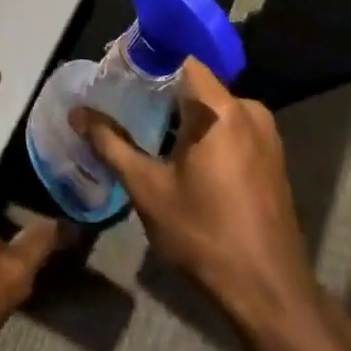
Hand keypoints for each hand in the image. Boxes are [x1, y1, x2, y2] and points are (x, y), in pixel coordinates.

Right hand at [72, 59, 321, 337]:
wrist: (268, 291)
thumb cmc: (203, 234)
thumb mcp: (148, 189)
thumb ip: (111, 145)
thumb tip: (77, 114)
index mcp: (219, 110)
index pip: (183, 59)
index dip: (150, 60)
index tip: (120, 71)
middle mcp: (248, 110)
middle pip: (198, 84)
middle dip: (161, 91)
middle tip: (124, 104)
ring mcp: (266, 134)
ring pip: (215, 108)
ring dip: (183, 116)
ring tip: (145, 130)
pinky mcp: (272, 157)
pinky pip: (232, 128)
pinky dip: (205, 133)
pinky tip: (180, 156)